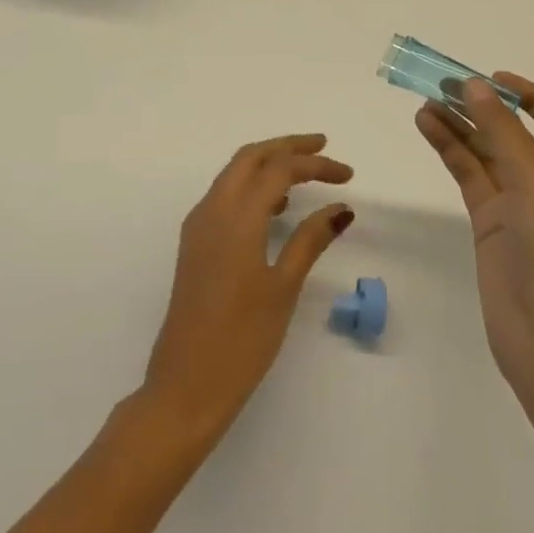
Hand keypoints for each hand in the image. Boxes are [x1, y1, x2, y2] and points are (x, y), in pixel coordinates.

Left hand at [141, 134, 353, 446]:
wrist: (185, 386)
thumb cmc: (241, 340)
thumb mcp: (283, 287)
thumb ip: (311, 240)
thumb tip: (341, 208)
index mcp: (236, 216)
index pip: (280, 169)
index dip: (316, 165)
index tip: (348, 176)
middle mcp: (212, 210)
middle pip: (251, 157)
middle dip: (287, 146)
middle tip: (323, 147)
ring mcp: (198, 226)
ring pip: (234, 173)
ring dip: (268, 163)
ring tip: (305, 174)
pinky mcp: (194, 244)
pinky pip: (224, 195)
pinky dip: (251, 186)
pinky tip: (275, 208)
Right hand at [415, 75, 533, 414]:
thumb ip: (502, 131)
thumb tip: (474, 85)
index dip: (529, 95)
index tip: (493, 78)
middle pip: (513, 133)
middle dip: (483, 107)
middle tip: (443, 84)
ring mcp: (517, 207)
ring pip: (485, 153)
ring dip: (459, 126)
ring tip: (426, 101)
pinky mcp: (490, 227)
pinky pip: (469, 177)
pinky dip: (449, 151)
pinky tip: (428, 128)